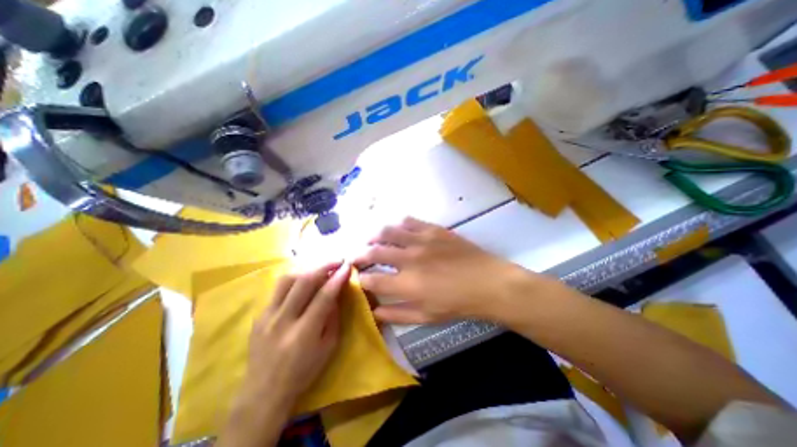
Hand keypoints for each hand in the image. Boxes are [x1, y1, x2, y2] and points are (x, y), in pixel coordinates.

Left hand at [239, 262, 349, 408]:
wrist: (263, 392)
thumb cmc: (303, 372)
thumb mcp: (328, 347)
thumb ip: (333, 317)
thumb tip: (336, 292)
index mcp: (303, 333)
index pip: (323, 296)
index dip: (337, 278)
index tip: (347, 266)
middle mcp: (283, 321)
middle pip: (304, 282)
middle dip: (324, 266)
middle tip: (337, 260)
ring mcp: (267, 316)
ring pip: (287, 280)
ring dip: (307, 269)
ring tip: (320, 268)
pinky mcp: (259, 315)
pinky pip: (278, 289)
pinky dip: (295, 279)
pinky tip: (304, 280)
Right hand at [355, 217, 534, 323]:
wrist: (488, 282)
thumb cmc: (458, 304)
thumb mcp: (426, 317)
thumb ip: (397, 314)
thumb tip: (375, 313)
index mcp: (407, 284)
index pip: (372, 280)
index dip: (360, 280)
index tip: (357, 278)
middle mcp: (409, 259)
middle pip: (374, 252)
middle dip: (359, 255)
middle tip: (355, 256)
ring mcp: (421, 240)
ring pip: (388, 232)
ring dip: (374, 236)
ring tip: (371, 240)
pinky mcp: (433, 230)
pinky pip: (409, 221)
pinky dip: (398, 225)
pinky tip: (397, 230)